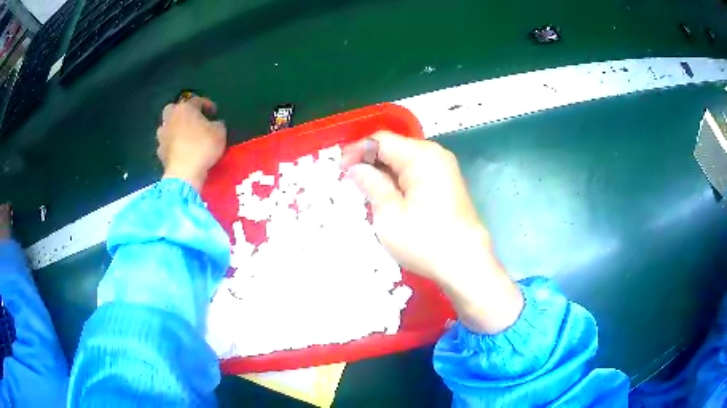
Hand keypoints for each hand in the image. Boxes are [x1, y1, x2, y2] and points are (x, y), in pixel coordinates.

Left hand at [157, 97, 226, 190]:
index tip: (215, 113)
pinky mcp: (159, 152)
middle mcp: (170, 118)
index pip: (197, 100)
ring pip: (168, 127)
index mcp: (184, 108)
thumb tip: (214, 124)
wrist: (184, 173)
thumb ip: (217, 124)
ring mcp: (162, 135)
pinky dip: (172, 145)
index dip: (208, 105)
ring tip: (185, 137)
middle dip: (183, 113)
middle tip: (193, 120)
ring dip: (175, 129)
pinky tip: (180, 151)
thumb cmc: (203, 146)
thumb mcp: (220, 131)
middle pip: (174, 109)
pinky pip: (167, 144)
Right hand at [342, 132, 522, 333]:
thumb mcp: (390, 215)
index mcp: (422, 157)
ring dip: (384, 171)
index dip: (357, 151)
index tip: (341, 170)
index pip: (381, 140)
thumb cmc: (426, 242)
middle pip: (394, 147)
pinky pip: (416, 171)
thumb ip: (371, 184)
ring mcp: (444, 168)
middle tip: (351, 182)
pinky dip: (399, 179)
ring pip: (405, 159)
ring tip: (366, 190)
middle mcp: (435, 154)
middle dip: (370, 161)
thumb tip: (356, 167)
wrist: (467, 264)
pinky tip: (389, 195)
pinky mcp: (447, 182)